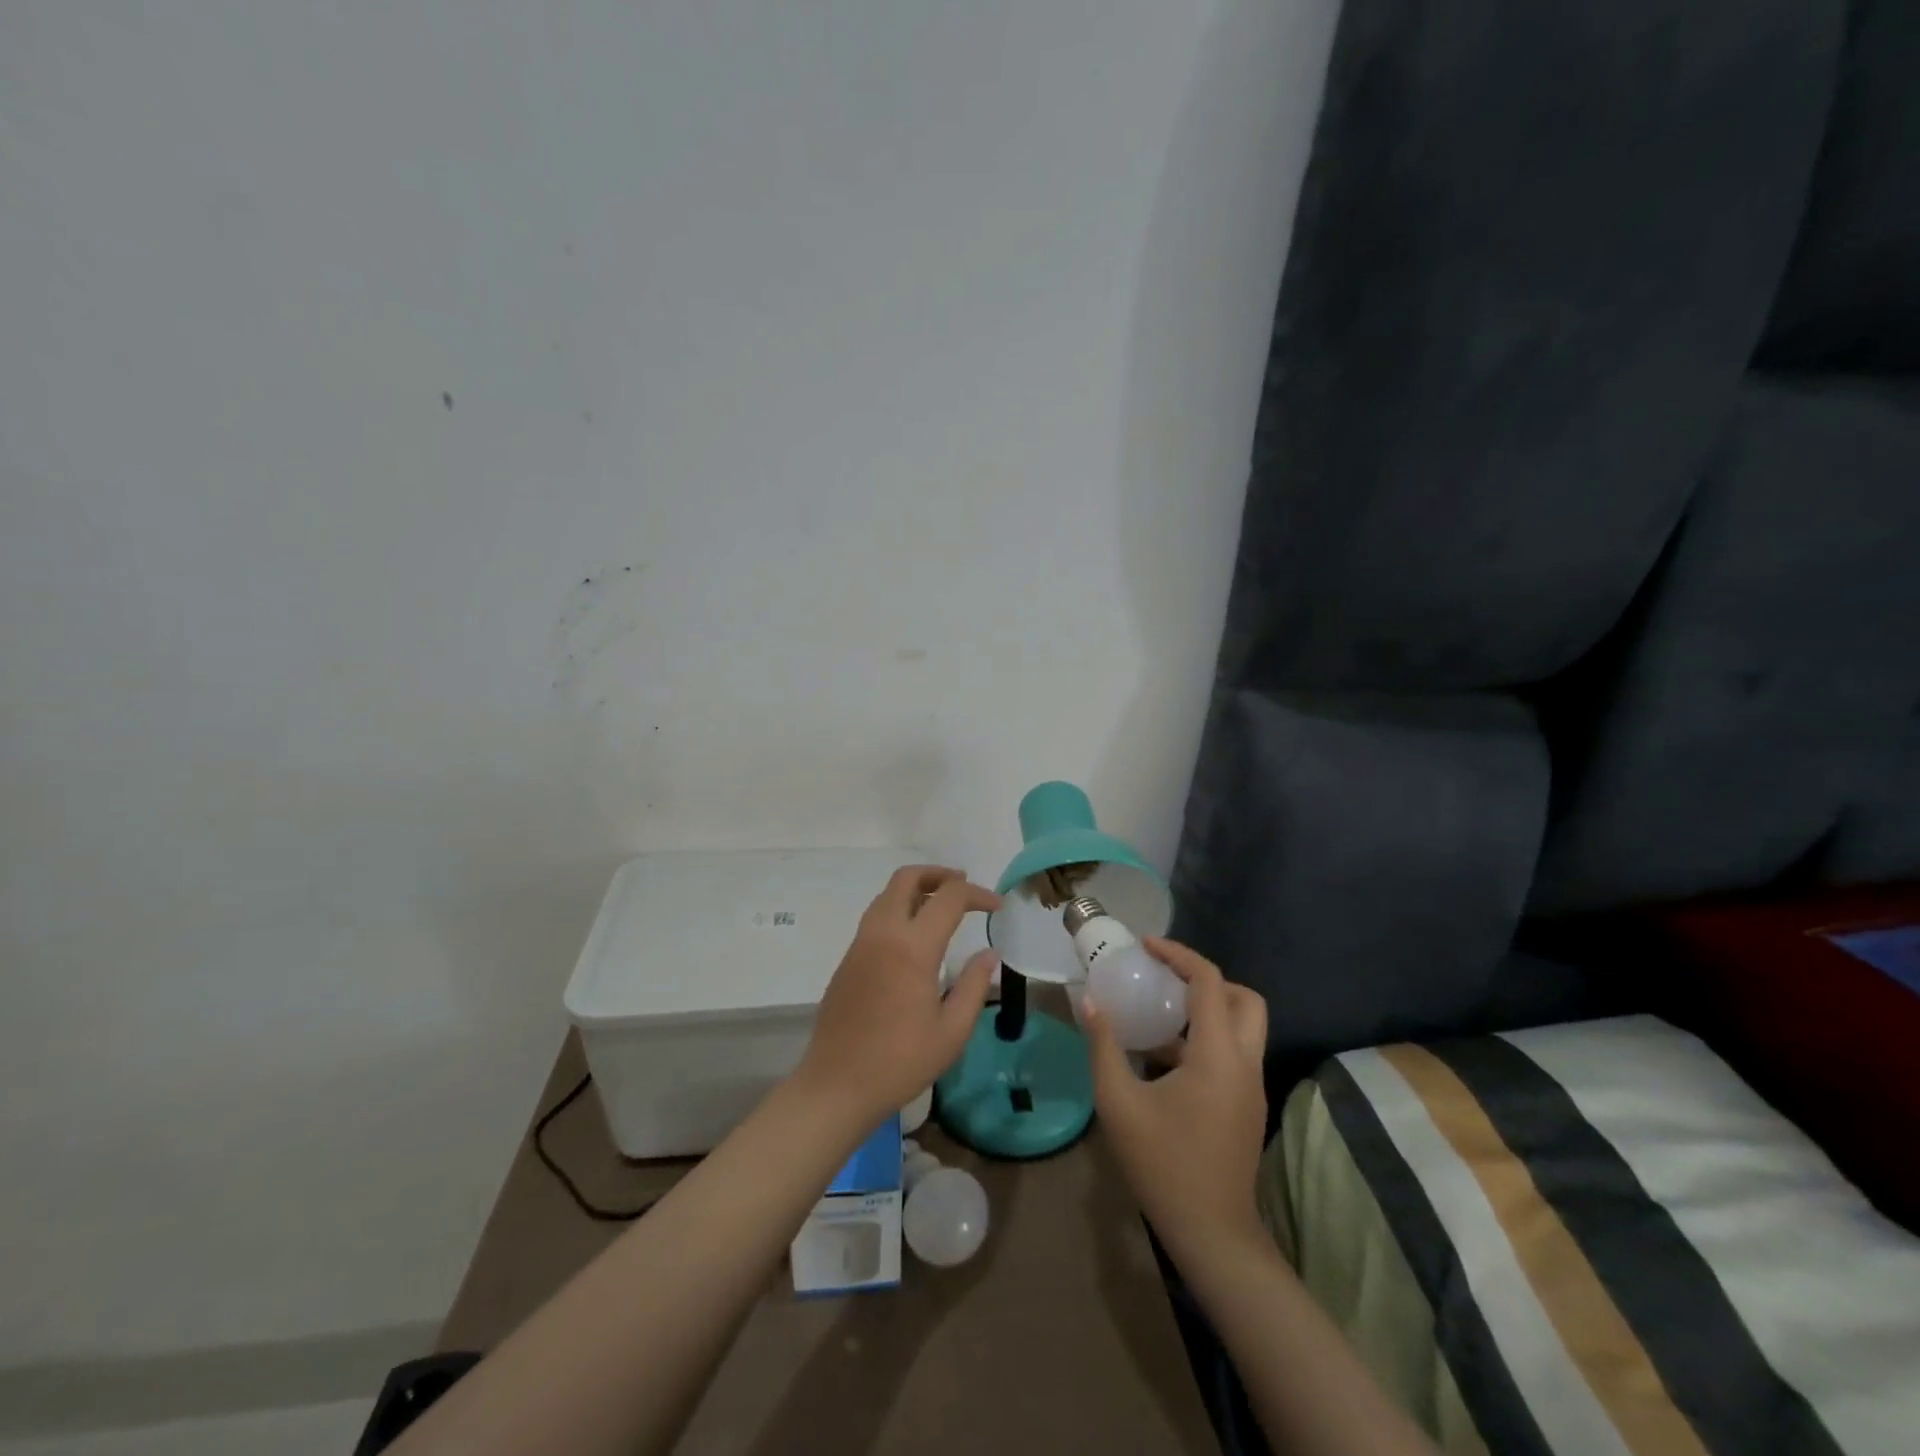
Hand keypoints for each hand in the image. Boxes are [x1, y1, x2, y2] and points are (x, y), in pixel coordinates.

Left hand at [793, 865, 1000, 1128]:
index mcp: (912, 947)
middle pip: (907, 878)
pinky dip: (899, 908)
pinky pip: (875, 917)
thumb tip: (989, 954)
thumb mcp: (952, 1031)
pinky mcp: (847, 959)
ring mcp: (860, 944)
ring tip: (941, 905)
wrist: (836, 1085)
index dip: (977, 894)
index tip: (997, 906)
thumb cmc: (900, 1062)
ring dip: (916, 888)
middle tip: (963, 886)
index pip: (949, 898)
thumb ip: (975, 986)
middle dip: (938, 874)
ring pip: (887, 894)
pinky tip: (914, 936)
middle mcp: (883, 933)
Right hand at [1086, 938, 1268, 1260]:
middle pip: (1244, 999)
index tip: (1146, 946)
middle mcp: (1245, 1063)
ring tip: (1157, 1014)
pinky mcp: (1248, 1106)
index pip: (1209, 982)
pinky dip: (1205, 1039)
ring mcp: (1251, 1086)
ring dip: (1206, 1010)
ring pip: (1243, 1027)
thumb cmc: (1163, 1164)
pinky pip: (1233, 1053)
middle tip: (1165, 979)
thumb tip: (1089, 1001)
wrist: (1212, 1234)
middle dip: (1206, 980)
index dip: (1178, 955)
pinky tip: (1163, 1059)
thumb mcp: (1119, 1102)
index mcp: (1218, 1054)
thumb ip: (1104, 1046)